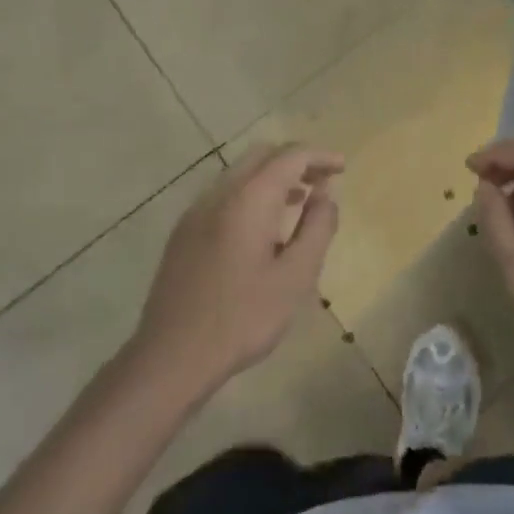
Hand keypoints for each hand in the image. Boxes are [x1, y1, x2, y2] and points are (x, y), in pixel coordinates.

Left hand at [133, 143, 342, 394]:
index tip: (342, 167)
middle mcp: (220, 194)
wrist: (171, 358)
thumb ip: (317, 229)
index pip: (290, 156)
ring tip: (300, 202)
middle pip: (262, 155)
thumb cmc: (242, 318)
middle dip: (296, 161)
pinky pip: (225, 195)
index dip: (320, 156)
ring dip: (273, 176)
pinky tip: (264, 228)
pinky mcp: (184, 232)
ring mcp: (196, 212)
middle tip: (322, 182)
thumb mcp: (295, 277)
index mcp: (249, 199)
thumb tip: (326, 196)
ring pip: (241, 173)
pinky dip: (252, 193)